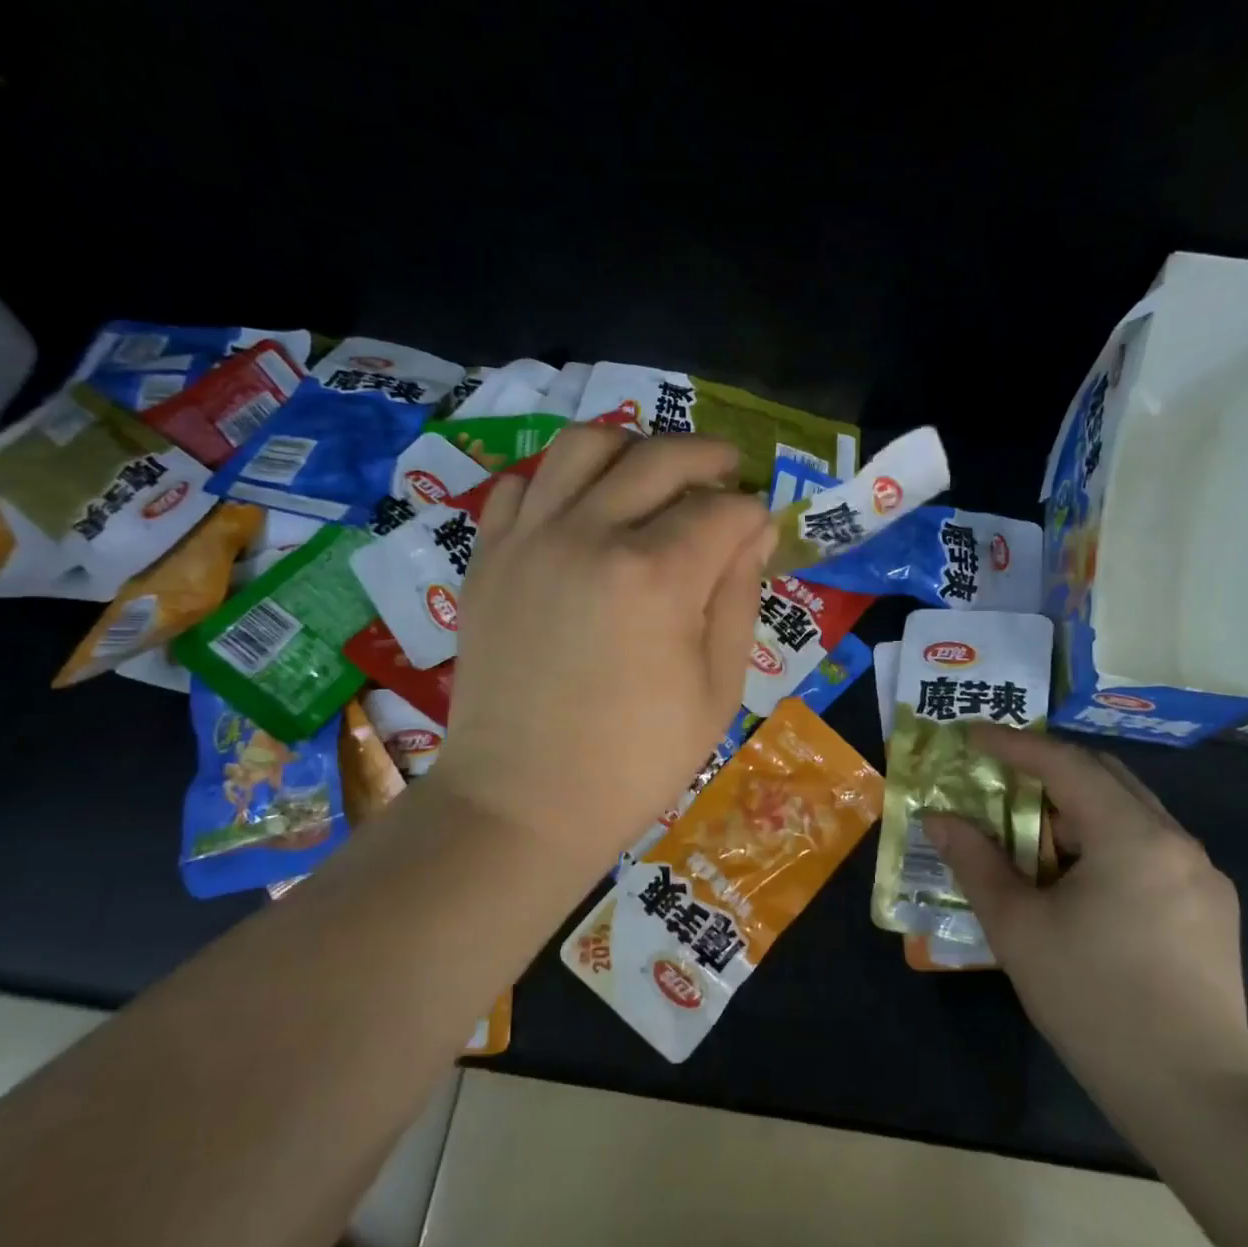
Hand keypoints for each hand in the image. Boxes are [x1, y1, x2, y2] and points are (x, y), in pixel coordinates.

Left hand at [427, 425, 775, 883]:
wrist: (523, 801)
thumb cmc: (635, 761)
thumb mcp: (717, 689)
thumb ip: (739, 597)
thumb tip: (755, 530)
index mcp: (657, 576)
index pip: (724, 510)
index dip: (753, 515)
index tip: (759, 532)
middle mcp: (590, 534)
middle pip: (661, 457)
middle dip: (708, 457)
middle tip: (727, 473)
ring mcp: (529, 539)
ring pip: (585, 445)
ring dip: (633, 448)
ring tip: (652, 475)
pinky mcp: (488, 558)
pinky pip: (523, 485)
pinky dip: (560, 482)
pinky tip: (581, 513)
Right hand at [923, 728, 1247, 1106]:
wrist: (1195, 1095)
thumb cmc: (1094, 1000)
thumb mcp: (1018, 927)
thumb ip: (975, 862)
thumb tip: (939, 819)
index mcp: (1132, 836)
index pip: (1066, 764)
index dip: (1015, 745)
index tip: (973, 735)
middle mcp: (1176, 841)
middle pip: (1105, 778)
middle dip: (1048, 769)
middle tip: (1000, 777)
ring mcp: (1202, 877)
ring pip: (1130, 814)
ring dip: (1077, 808)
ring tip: (1031, 833)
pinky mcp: (1211, 909)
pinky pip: (1149, 849)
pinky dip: (1105, 841)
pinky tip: (1078, 880)